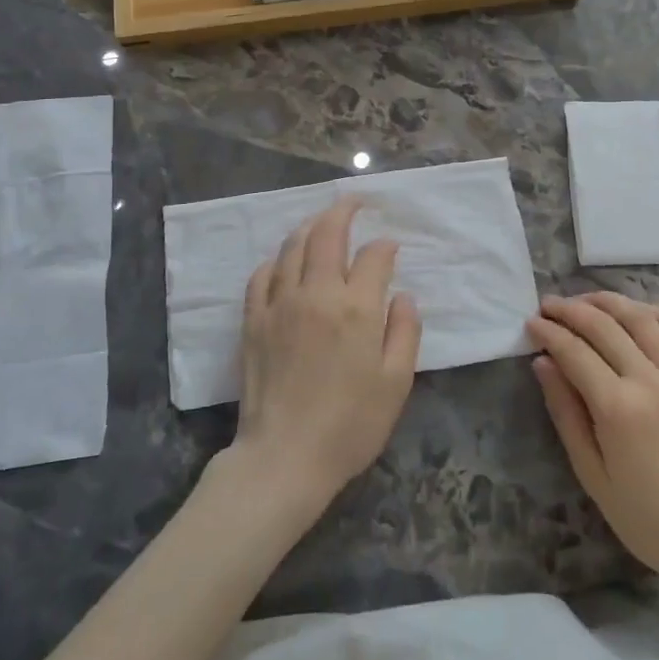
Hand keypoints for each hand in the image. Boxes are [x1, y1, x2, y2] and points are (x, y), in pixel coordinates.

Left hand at [232, 198, 421, 508]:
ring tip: (322, 223)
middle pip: (328, 234)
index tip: (392, 249)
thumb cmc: (351, 425)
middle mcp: (317, 294)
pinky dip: (277, 260)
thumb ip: (405, 332)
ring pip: (293, 246)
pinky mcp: (253, 321)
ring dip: (310, 227)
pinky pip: (262, 275)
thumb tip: (403, 296)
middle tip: (354, 201)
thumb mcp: (396, 383)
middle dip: (344, 210)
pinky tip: (284, 263)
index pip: (374, 256)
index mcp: (357, 308)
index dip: (386, 247)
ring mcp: (280, 304)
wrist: (285, 458)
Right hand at [527, 293, 658, 585]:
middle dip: (571, 310)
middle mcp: (651, 382)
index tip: (530, 323)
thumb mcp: (591, 472)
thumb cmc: (642, 516)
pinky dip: (656, 313)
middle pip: (605, 327)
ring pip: (642, 319)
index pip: (574, 352)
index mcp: (618, 408)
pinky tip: (635, 311)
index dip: (549, 332)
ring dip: (609, 302)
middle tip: (548, 305)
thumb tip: (543, 362)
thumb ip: (565, 411)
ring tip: (584, 300)